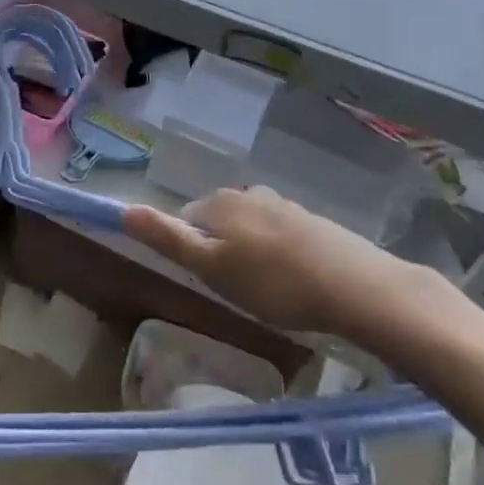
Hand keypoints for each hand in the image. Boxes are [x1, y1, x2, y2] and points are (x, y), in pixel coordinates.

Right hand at [123, 186, 424, 339]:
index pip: (184, 220)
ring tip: (268, 291)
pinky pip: (279, 235)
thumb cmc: (274, 283)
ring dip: (249, 253)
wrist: (359, 288)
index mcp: (218, 202)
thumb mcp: (211, 268)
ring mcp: (283, 204)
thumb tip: (125, 209)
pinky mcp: (312, 221)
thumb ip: (168, 239)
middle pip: (217, 222)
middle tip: (237, 290)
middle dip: (220, 251)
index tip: (209, 281)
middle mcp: (248, 193)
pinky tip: (295, 282)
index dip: (190, 252)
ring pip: (249, 228)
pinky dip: (278, 254)